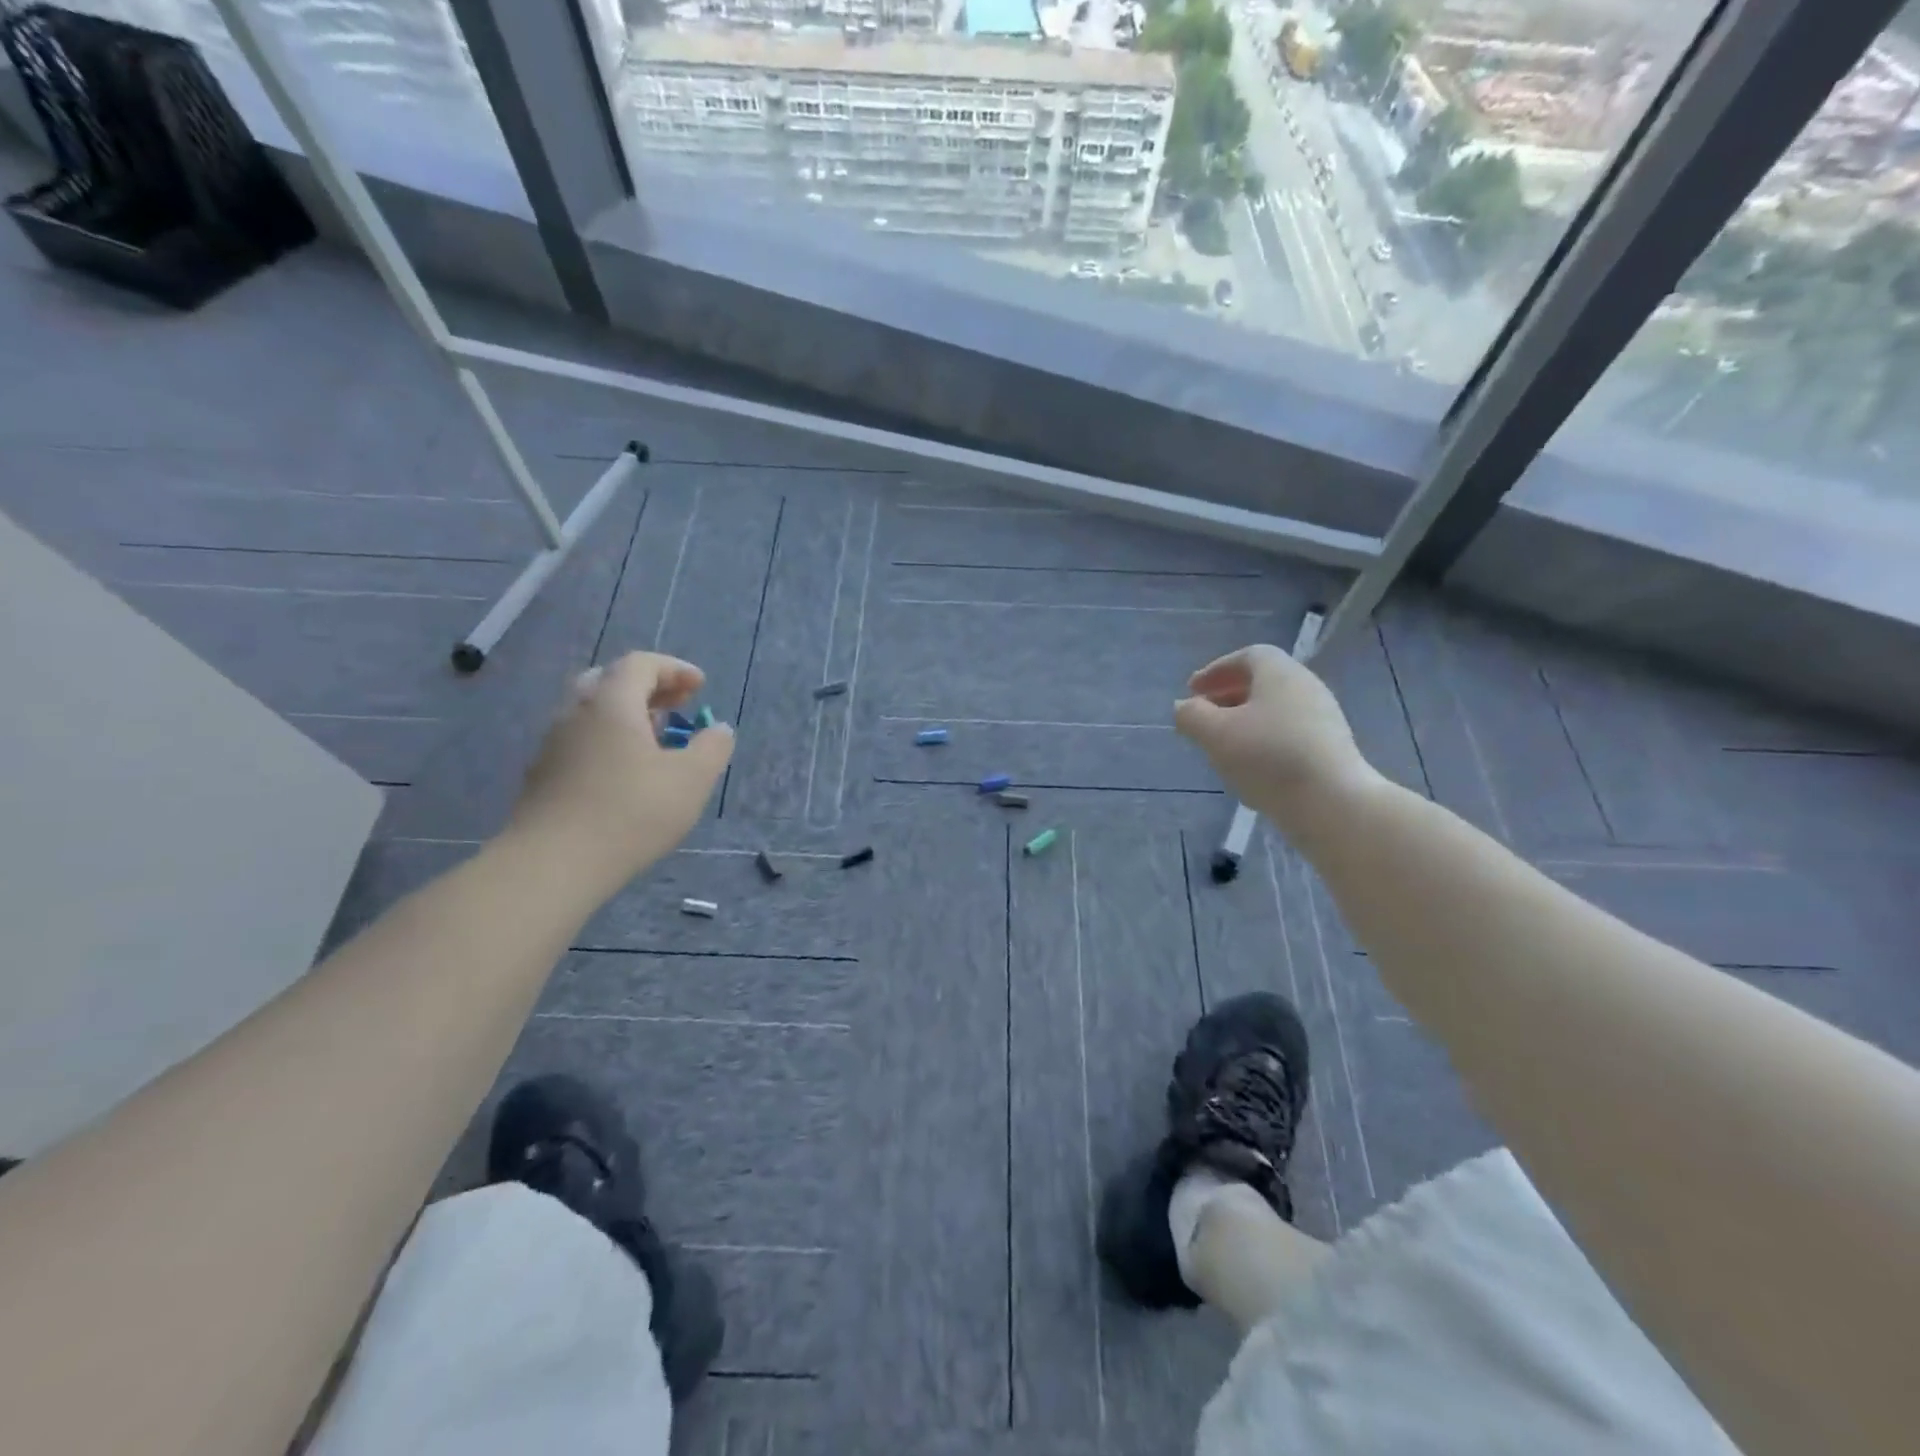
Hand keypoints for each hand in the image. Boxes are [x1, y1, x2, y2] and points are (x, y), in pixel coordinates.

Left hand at [505, 652, 732, 893]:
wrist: (553, 864)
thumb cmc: (631, 812)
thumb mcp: (692, 779)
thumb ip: (712, 747)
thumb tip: (718, 730)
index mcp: (610, 703)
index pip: (640, 664)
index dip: (674, 669)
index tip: (700, 687)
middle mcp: (575, 713)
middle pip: (609, 681)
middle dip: (648, 688)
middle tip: (677, 706)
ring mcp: (553, 745)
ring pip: (591, 712)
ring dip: (627, 715)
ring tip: (656, 740)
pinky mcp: (543, 776)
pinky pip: (580, 740)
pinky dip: (608, 740)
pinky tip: (626, 773)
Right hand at [1175, 644, 1382, 841]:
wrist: (1332, 803)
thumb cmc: (1268, 757)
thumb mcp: (1215, 734)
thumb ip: (1192, 715)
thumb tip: (1184, 707)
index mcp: (1280, 673)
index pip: (1247, 656)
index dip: (1216, 670)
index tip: (1192, 691)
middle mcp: (1306, 687)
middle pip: (1262, 682)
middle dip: (1227, 696)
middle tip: (1202, 716)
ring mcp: (1323, 719)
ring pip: (1275, 710)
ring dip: (1244, 721)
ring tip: (1221, 745)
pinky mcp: (1330, 749)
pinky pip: (1289, 733)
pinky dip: (1264, 740)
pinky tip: (1250, 767)